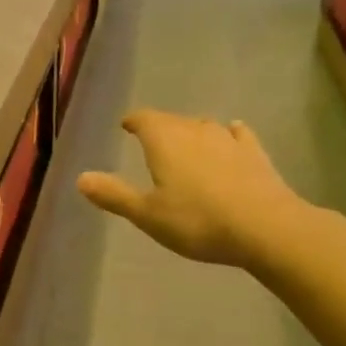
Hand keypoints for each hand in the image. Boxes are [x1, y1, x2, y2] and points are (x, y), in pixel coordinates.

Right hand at [77, 111, 308, 268]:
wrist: (265, 227)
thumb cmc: (197, 221)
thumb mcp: (148, 214)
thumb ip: (114, 195)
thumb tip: (81, 178)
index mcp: (164, 141)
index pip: (144, 119)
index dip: (134, 121)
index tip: (127, 125)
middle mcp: (195, 130)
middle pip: (173, 121)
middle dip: (161, 128)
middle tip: (152, 141)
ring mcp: (228, 139)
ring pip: (204, 127)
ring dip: (192, 132)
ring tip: (186, 144)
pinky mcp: (255, 153)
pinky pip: (238, 135)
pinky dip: (230, 134)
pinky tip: (232, 136)